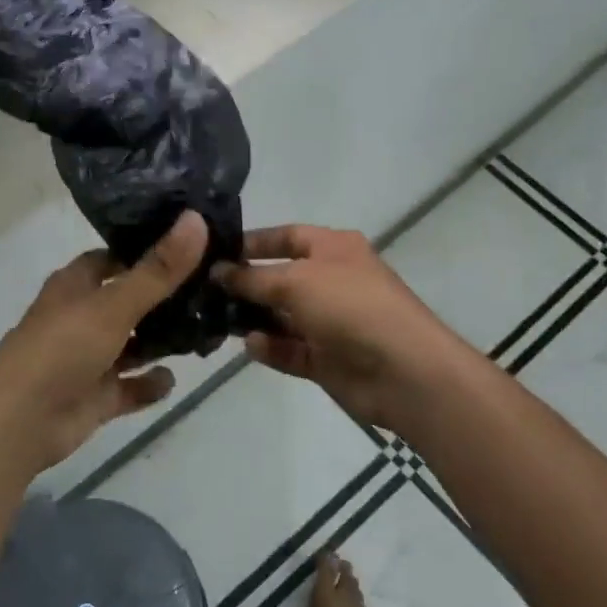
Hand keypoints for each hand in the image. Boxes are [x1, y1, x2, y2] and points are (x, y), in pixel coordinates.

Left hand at [0, 212, 209, 474]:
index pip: (115, 257)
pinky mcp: (96, 395)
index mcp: (76, 285)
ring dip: (163, 341)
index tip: (192, 244)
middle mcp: (82, 316)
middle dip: (166, 298)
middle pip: (130, 300)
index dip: (148, 250)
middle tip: (215, 288)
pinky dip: (150, 384)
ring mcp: (90, 358)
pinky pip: (131, 386)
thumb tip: (196, 218)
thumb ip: (158, 270)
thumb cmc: (61, 349)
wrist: (19, 422)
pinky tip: (173, 379)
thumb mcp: (114, 305)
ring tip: (209, 331)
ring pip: (134, 344)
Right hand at [214, 225, 464, 430]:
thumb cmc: (350, 306)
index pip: (286, 236)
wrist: (402, 370)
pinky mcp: (327, 359)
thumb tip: (218, 272)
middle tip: (204, 291)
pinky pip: (290, 349)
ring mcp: (330, 322)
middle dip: (246, 284)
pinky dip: (270, 348)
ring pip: (282, 317)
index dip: (253, 242)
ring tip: (217, 320)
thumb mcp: (295, 281)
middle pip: (280, 278)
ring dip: (253, 318)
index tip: (214, 252)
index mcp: (334, 249)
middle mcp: (332, 281)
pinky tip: (251, 345)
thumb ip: (251, 278)